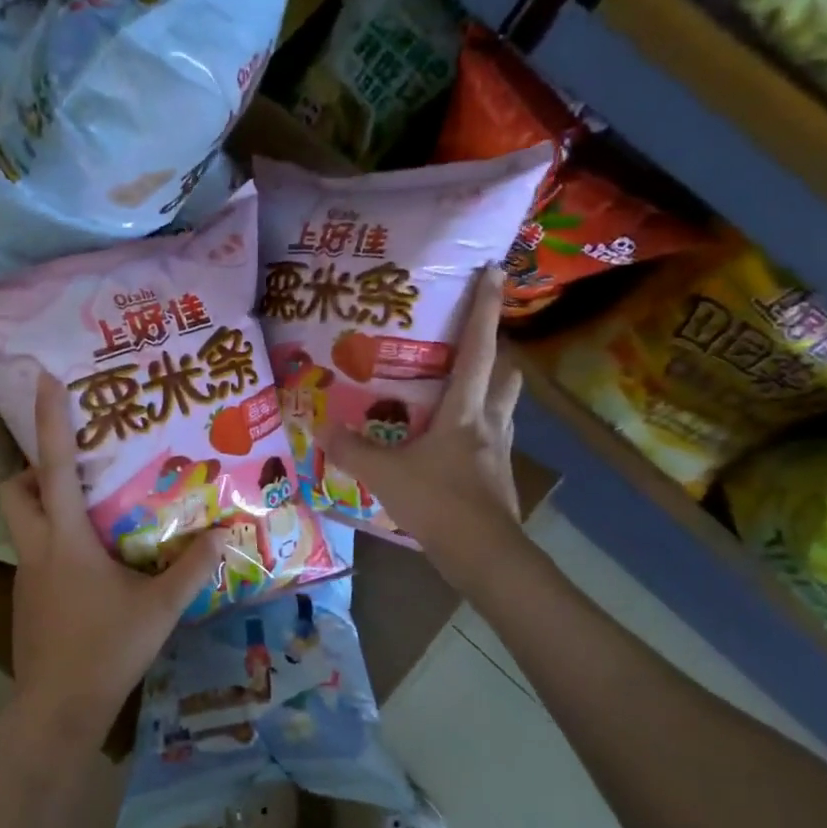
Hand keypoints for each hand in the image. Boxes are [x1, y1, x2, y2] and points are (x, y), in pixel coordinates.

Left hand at [0, 373, 224, 744]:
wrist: (57, 710)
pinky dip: (54, 546)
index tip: (44, 380)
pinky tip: (90, 570)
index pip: (52, 467)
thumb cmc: (107, 650)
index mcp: (64, 540)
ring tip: (92, 518)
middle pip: (14, 491)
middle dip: (33, 471)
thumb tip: (226, 535)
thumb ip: (192, 569)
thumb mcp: (159, 608)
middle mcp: (36, 550)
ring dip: (45, 510)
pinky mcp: (25, 601)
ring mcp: (25, 577)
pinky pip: (35, 555)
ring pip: (23, 525)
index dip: (48, 421)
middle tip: (77, 474)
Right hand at [317, 266, 529, 586]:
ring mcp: (499, 452)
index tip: (494, 272)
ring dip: (488, 393)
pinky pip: (491, 441)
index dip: (485, 308)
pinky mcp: (497, 478)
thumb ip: (352, 450)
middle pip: (507, 375)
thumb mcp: (385, 475)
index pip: (479, 348)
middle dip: (496, 354)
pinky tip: (451, 446)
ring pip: (504, 408)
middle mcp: (489, 423)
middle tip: (468, 347)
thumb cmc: (439, 503)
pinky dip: (476, 433)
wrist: (484, 555)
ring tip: (457, 393)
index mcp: (465, 411)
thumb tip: (319, 427)